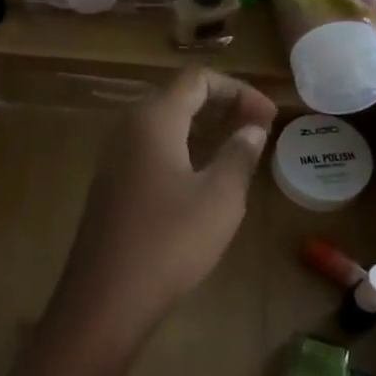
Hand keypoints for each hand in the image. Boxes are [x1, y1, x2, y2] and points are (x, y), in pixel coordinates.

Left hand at [44, 69, 276, 366]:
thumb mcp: (220, 198)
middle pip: (178, 96)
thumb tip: (252, 129)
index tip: (269, 116)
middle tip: (259, 128)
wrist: (106, 296)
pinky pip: (151, 147)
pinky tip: (204, 173)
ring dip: (203, 126)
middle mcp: (128, 126)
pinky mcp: (111, 182)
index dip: (238, 90)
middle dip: (222, 105)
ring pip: (164, 122)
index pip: (197, 79)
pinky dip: (182, 147)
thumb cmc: (170, 241)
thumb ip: (239, 155)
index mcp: (153, 118)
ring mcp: (114, 155)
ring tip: (239, 146)